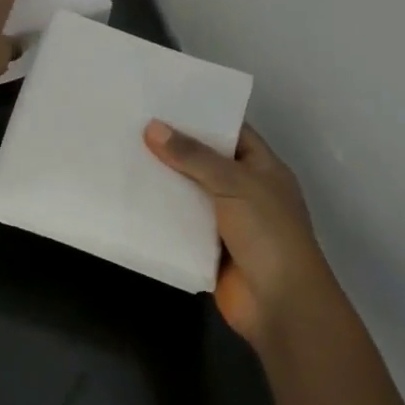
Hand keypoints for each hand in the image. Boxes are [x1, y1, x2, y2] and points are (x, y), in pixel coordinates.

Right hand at [144, 121, 338, 349]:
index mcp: (262, 167)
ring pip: (189, 190)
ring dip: (163, 178)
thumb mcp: (234, 183)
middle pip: (205, 159)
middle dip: (174, 145)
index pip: (230, 129)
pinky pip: (179, 221)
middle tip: (133, 121)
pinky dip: (160, 211)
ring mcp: (226, 219)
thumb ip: (192, 155)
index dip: (201, 114)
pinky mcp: (207, 246)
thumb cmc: (268, 233)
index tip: (163, 98)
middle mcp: (244, 189)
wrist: (280, 306)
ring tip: (123, 151)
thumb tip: (152, 127)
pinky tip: (129, 193)